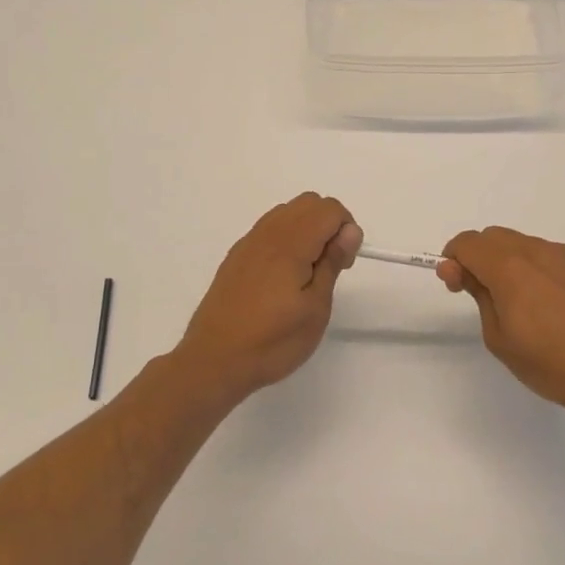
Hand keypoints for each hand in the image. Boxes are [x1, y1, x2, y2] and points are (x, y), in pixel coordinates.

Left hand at [176, 193, 362, 400]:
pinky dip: (286, 239)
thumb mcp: (315, 308)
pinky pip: (269, 229)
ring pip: (287, 212)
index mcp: (290, 243)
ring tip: (307, 273)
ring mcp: (248, 243)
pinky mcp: (236, 256)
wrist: (213, 361)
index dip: (346, 230)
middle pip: (309, 202)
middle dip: (329, 224)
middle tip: (330, 266)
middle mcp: (268, 233)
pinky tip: (283, 278)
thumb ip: (332, 262)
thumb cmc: (272, 341)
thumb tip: (350, 230)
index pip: (329, 208)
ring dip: (307, 230)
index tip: (344, 264)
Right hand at [438, 227, 564, 420]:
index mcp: (509, 268)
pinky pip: (556, 256)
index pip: (468, 242)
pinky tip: (558, 305)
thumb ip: (477, 294)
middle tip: (485, 294)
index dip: (454, 259)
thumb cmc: (550, 364)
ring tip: (528, 305)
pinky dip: (544, 270)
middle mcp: (538, 250)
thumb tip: (460, 269)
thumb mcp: (499, 338)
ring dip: (514, 263)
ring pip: (526, 245)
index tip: (456, 284)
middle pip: (495, 237)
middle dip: (481, 257)